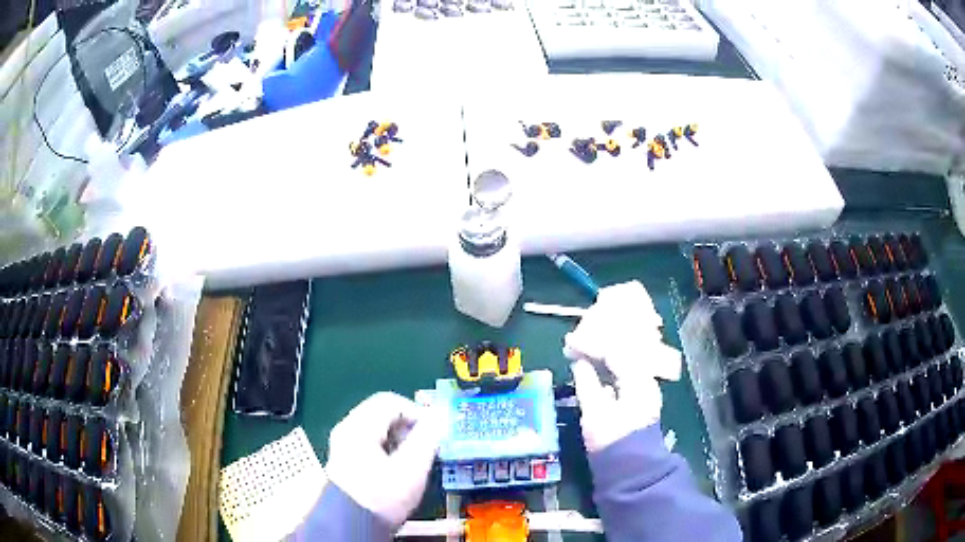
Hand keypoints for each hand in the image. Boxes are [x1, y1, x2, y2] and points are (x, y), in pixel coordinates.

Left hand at [324, 392, 446, 527]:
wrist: (352, 525)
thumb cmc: (382, 497)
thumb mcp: (411, 468)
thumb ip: (427, 439)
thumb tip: (439, 417)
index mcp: (359, 426)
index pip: (391, 401)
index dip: (417, 412)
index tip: (434, 433)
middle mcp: (347, 429)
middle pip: (383, 413)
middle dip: (408, 428)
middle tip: (425, 448)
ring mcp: (344, 445)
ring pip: (377, 429)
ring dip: (400, 439)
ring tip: (413, 461)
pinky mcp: (345, 460)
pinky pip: (370, 443)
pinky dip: (388, 449)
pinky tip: (397, 470)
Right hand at [563, 281, 680, 452]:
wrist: (631, 467)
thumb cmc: (612, 442)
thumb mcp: (595, 414)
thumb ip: (587, 384)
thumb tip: (579, 362)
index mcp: (638, 380)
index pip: (616, 350)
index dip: (592, 344)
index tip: (571, 341)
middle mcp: (646, 378)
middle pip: (625, 348)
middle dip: (602, 341)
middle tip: (579, 337)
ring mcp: (646, 387)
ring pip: (626, 358)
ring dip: (606, 350)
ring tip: (585, 346)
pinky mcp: (641, 395)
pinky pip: (626, 370)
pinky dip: (611, 364)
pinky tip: (597, 363)